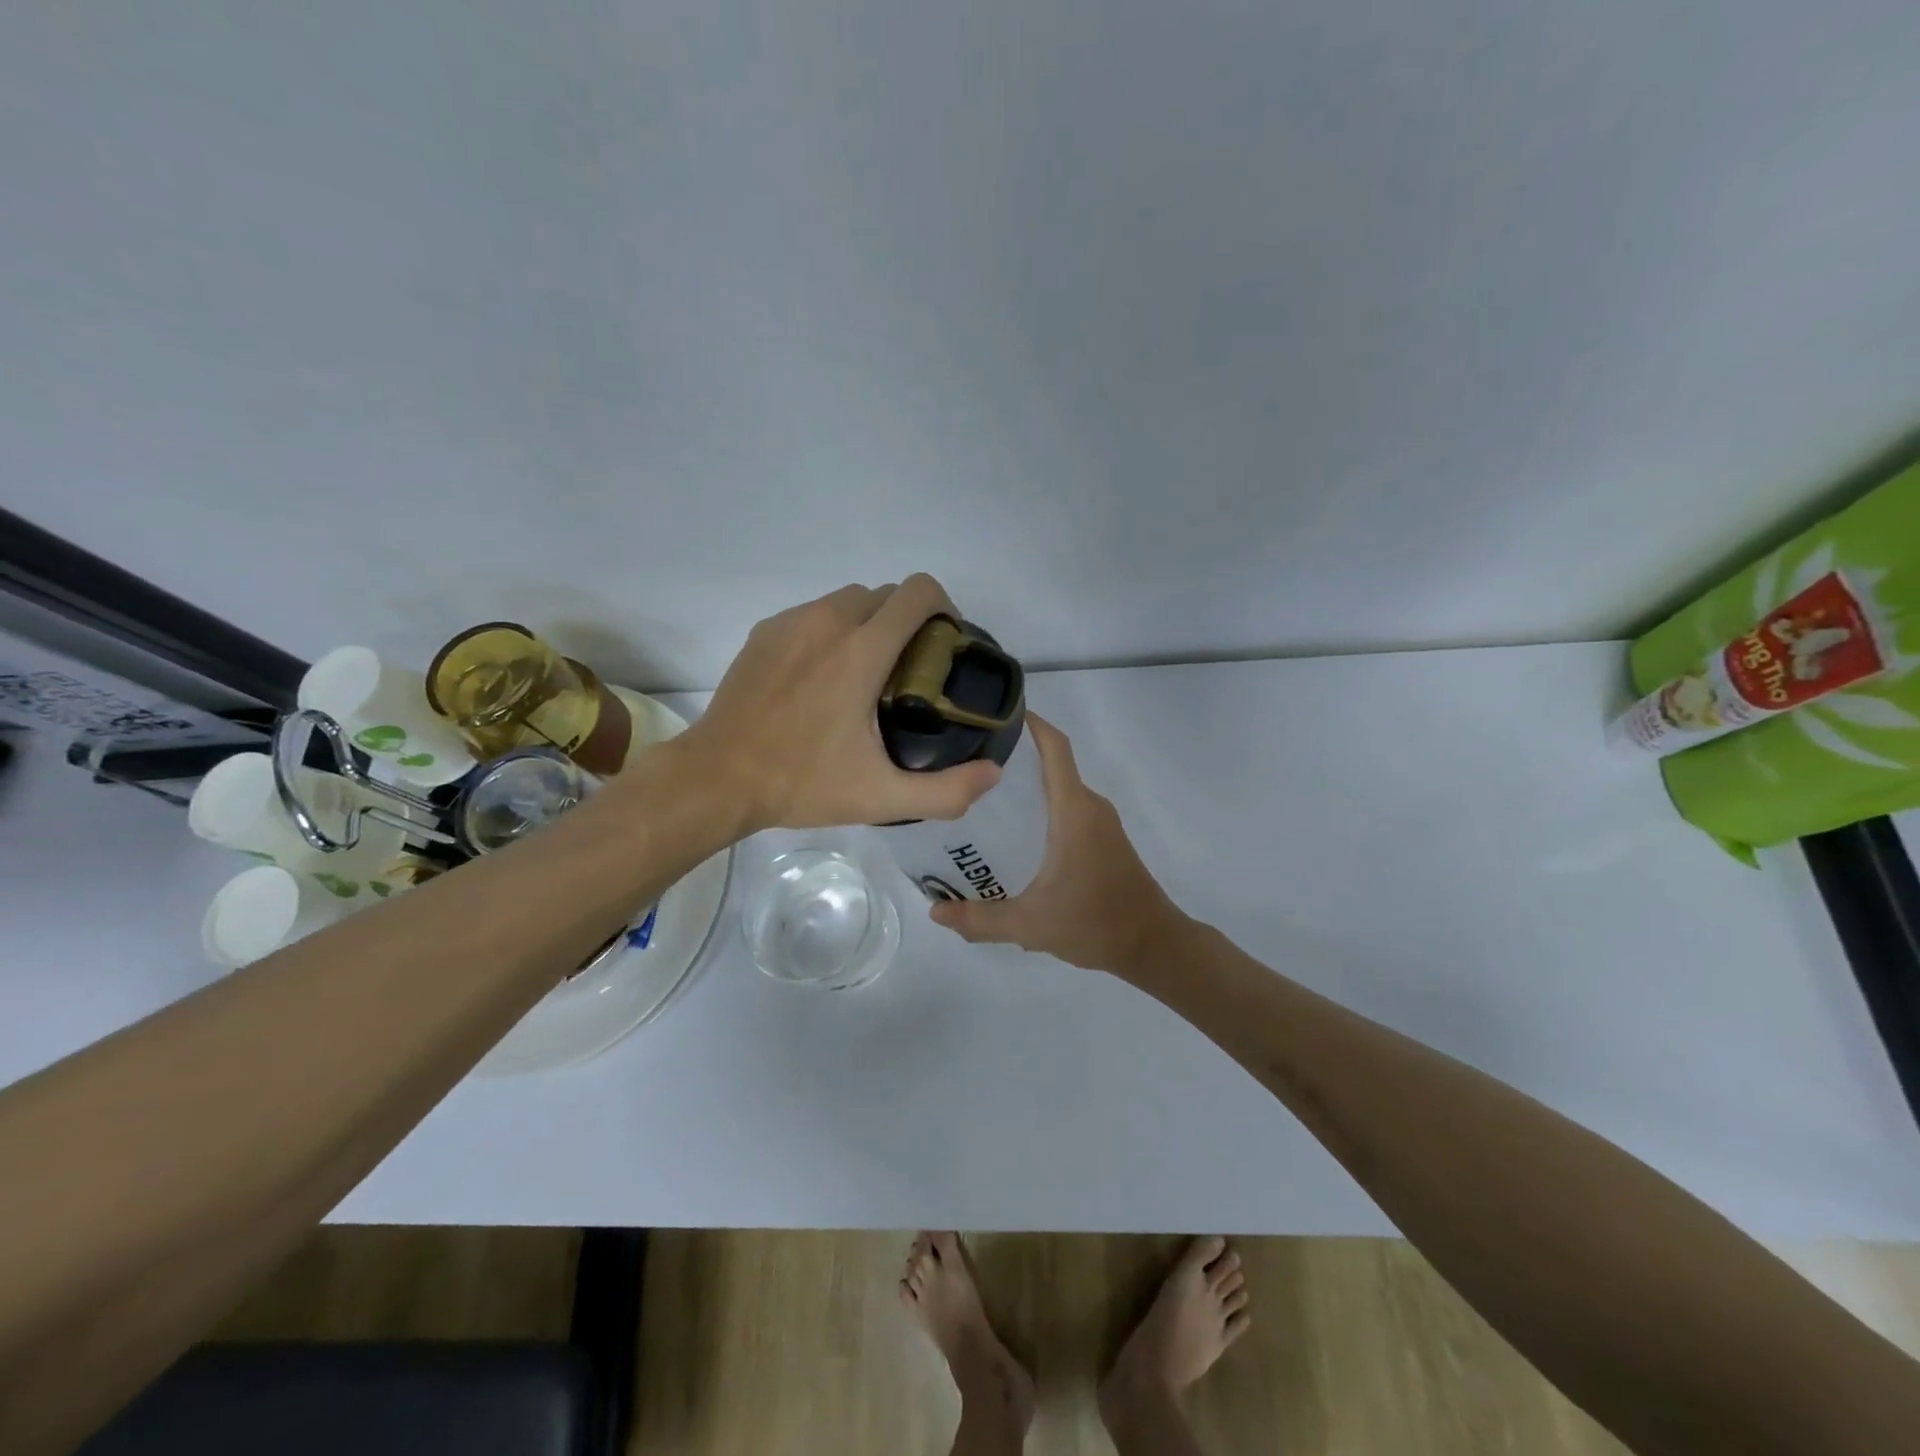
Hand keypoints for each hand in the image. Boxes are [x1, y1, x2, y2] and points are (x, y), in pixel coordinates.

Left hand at [689, 575, 1002, 832]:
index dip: (944, 608)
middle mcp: (828, 621)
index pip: (918, 592)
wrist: (718, 777)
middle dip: (908, 622)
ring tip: (866, 674)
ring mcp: (791, 623)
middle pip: (887, 594)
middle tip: (909, 671)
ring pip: (848, 600)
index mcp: (862, 651)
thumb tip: (994, 772)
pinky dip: (831, 632)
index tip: (945, 645)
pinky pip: (813, 614)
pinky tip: (822, 678)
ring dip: (870, 624)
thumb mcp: (882, 798)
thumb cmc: (802, 784)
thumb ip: (946, 790)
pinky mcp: (765, 632)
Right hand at [928, 716, 1186, 975]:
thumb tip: (935, 913)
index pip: (1055, 748)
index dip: (1031, 724)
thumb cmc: (1095, 923)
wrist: (1154, 945)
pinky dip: (1043, 804)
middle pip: (1052, 763)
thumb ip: (980, 919)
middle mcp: (1090, 806)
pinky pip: (1069, 806)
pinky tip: (1014, 830)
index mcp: (1073, 811)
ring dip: (1027, 783)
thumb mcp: (1030, 924)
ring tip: (980, 795)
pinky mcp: (1105, 838)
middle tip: (966, 764)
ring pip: (1061, 787)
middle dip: (1014, 757)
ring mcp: (1101, 822)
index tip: (996, 714)